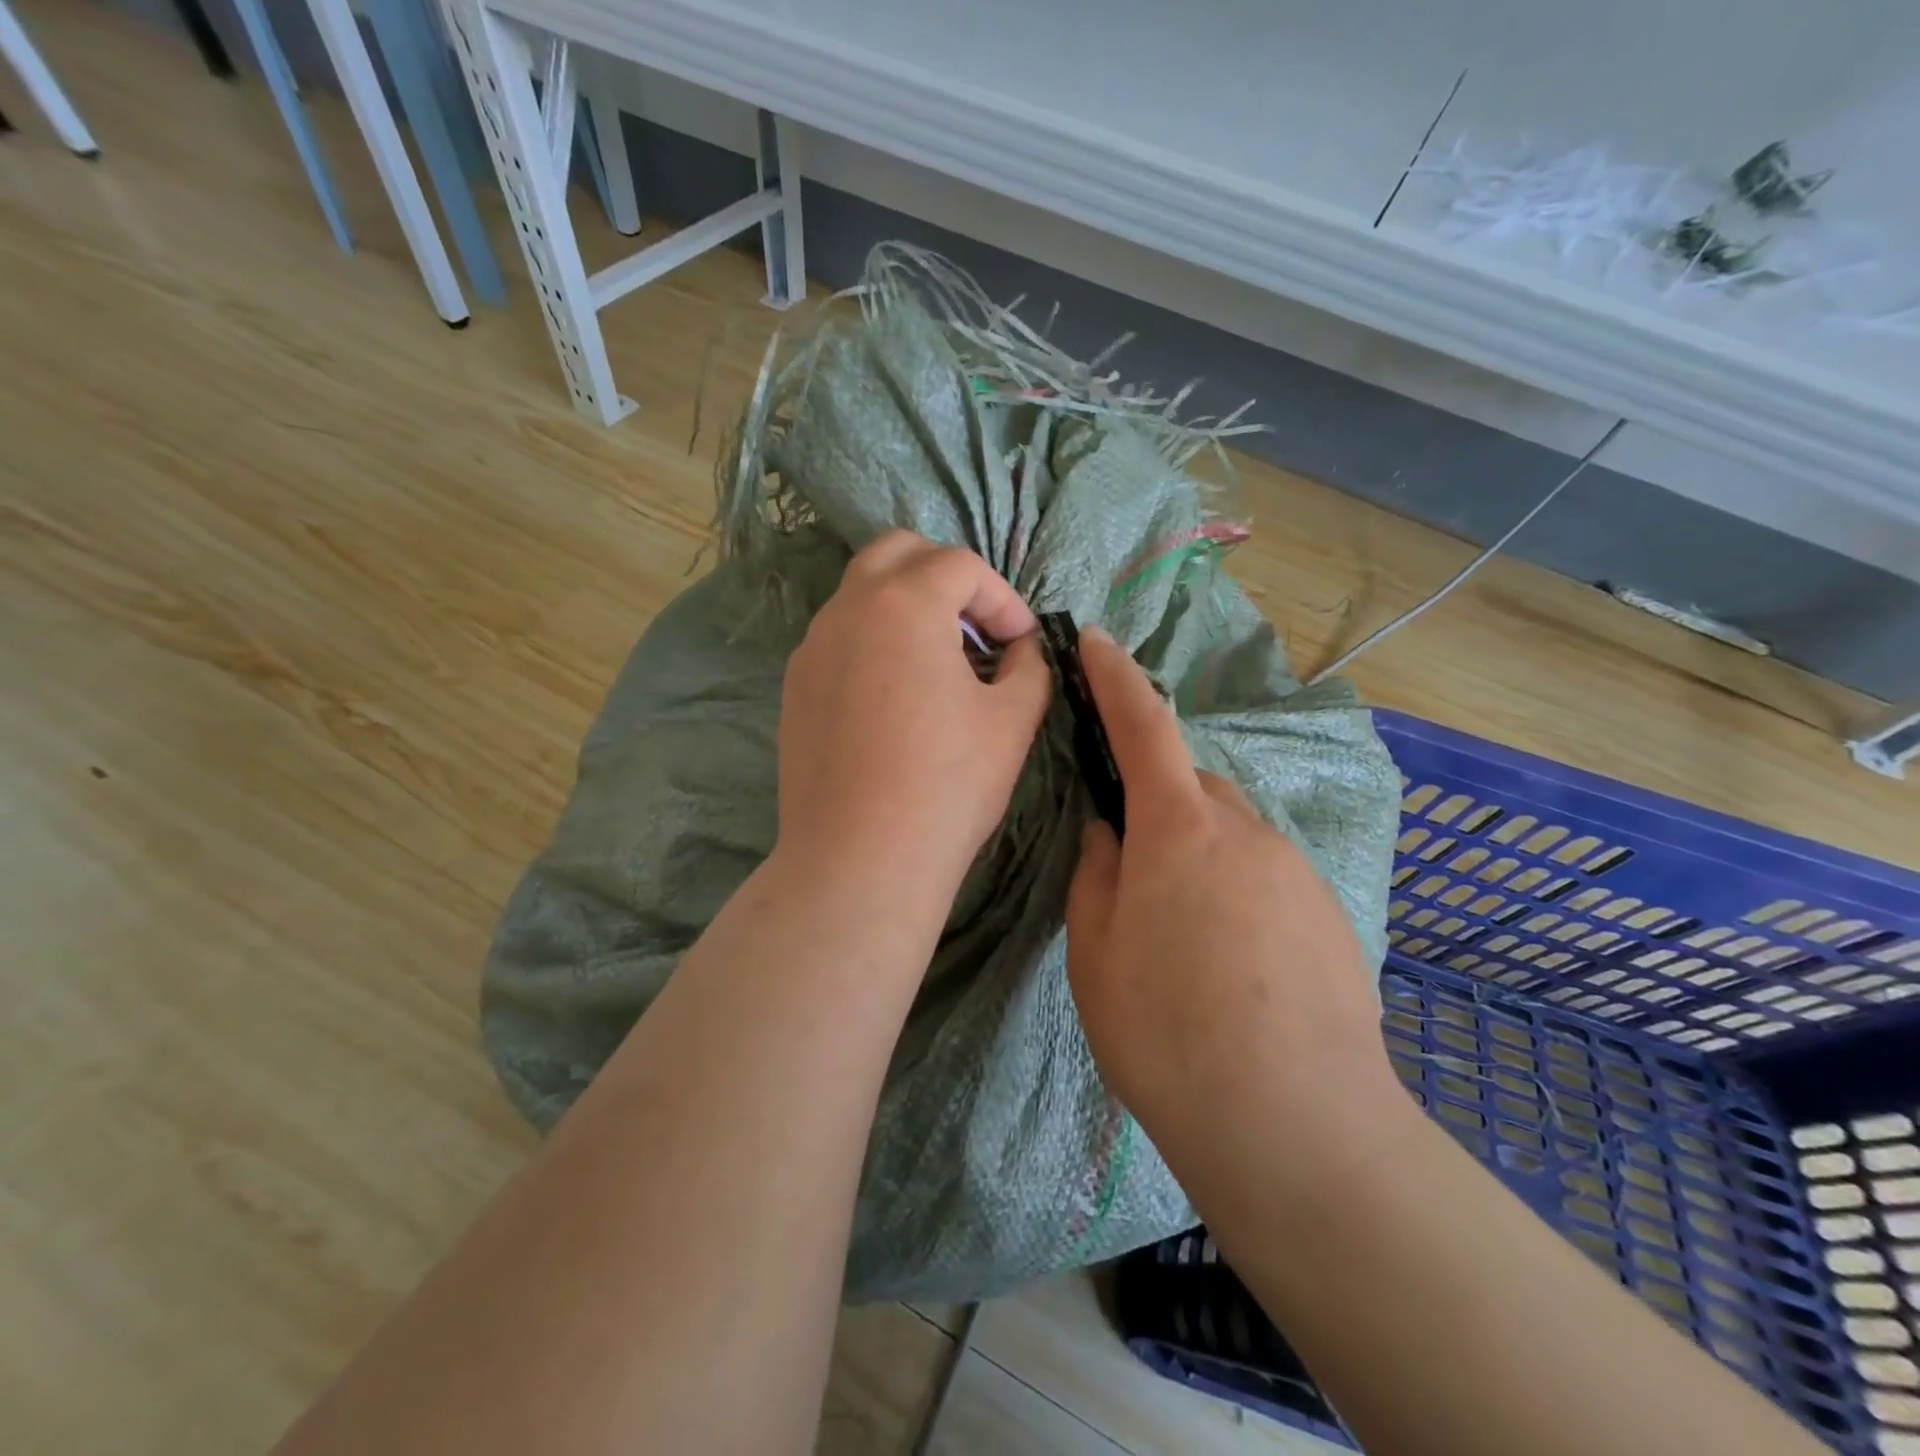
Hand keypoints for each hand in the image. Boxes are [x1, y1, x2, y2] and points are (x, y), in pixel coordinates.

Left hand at [773, 531, 1051, 905]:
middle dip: (946, 577)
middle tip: (976, 628)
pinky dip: (875, 643)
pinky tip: (897, 698)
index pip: (960, 565)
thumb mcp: (1012, 720)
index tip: (1022, 642)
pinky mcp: (795, 688)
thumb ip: (1028, 666)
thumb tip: (1021, 650)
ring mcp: (812, 648)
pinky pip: (840, 639)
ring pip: (862, 595)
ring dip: (907, 608)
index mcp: (903, 603)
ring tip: (941, 663)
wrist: (860, 859)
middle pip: (897, 554)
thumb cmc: (947, 785)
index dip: (1002, 597)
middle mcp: (847, 610)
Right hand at [1064, 628, 1400, 1174]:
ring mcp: (1295, 870)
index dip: (1115, 677)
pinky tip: (1229, 965)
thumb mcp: (1097, 953)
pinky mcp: (1328, 913)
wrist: (1299, 1128)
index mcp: (1179, 828)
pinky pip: (1265, 875)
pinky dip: (1236, 892)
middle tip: (1129, 869)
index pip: (1144, 726)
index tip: (1096, 640)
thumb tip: (1108, 832)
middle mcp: (1245, 830)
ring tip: (1180, 936)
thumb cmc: (1168, 1033)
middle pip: (1191, 787)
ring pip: (1230, 834)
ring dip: (1197, 855)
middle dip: (1157, 803)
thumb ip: (1096, 875)